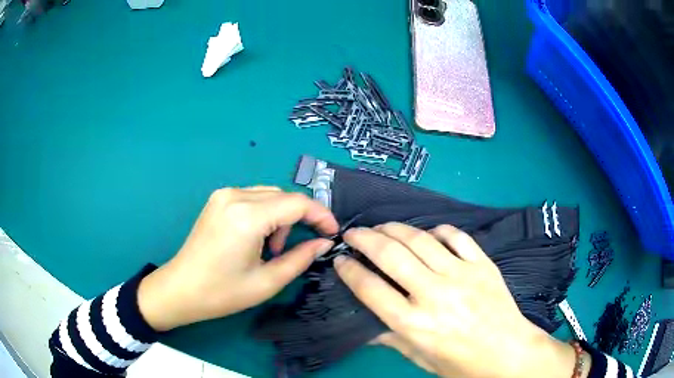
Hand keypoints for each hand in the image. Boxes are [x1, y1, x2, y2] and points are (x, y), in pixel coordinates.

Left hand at [137, 187, 337, 331]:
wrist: (181, 289)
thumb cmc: (222, 292)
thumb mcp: (267, 282)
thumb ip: (301, 258)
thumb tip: (324, 242)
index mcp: (247, 216)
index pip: (297, 203)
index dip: (321, 215)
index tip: (332, 232)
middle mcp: (235, 196)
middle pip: (284, 196)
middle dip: (300, 219)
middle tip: (297, 248)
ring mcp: (224, 195)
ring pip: (270, 195)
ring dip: (281, 217)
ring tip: (272, 248)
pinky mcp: (218, 199)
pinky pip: (253, 197)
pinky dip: (265, 214)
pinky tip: (257, 237)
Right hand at [335, 223, 586, 377]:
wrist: (508, 353)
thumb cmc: (462, 364)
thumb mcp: (421, 358)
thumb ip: (392, 338)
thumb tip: (365, 327)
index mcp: (414, 323)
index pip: (370, 288)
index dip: (349, 270)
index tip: (340, 260)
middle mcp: (434, 294)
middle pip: (390, 255)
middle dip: (363, 239)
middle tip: (352, 233)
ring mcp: (461, 275)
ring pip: (419, 239)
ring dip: (393, 228)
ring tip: (380, 227)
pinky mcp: (482, 264)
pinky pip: (455, 236)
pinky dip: (437, 230)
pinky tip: (427, 234)